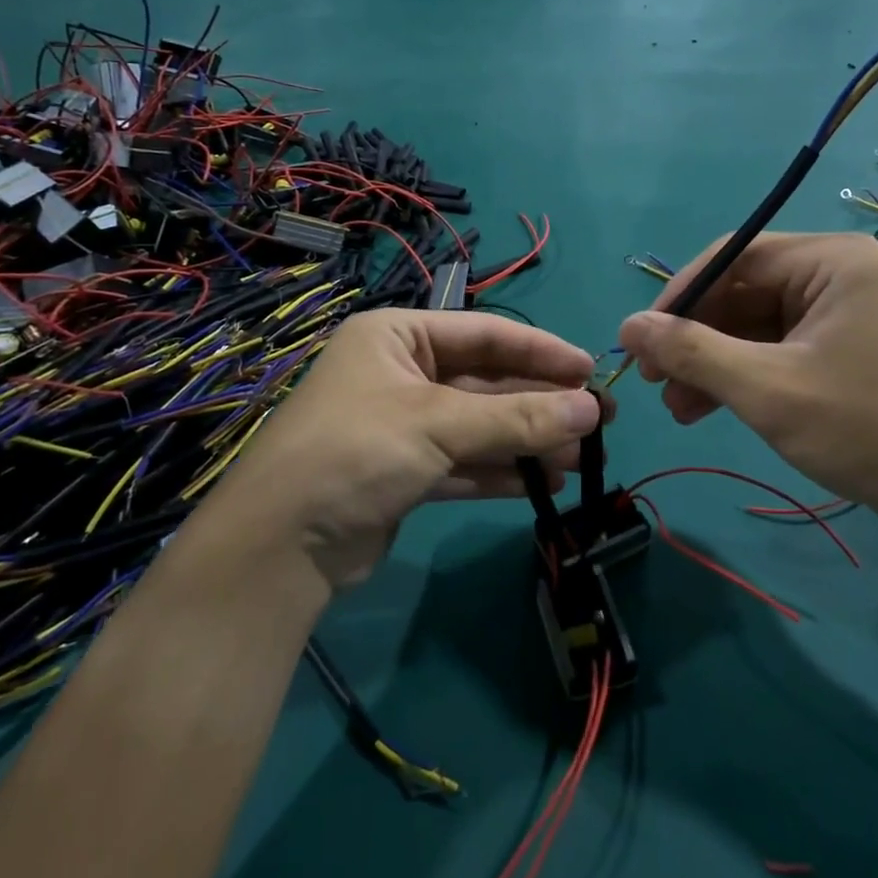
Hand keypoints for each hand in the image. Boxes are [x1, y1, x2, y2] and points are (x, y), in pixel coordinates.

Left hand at [210, 310, 601, 592]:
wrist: (279, 545)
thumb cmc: (358, 450)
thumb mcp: (440, 423)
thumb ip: (518, 416)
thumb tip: (593, 410)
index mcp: (398, 335)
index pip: (485, 333)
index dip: (542, 351)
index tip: (591, 371)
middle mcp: (400, 372)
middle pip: (485, 381)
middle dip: (539, 403)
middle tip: (598, 420)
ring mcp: (401, 424)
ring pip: (478, 425)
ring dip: (526, 440)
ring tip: (579, 458)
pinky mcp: (403, 471)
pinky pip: (463, 461)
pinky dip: (500, 470)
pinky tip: (542, 484)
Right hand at [618, 233, 877, 534]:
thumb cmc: (861, 428)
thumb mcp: (765, 388)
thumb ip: (692, 352)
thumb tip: (627, 327)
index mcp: (830, 260)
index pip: (733, 258)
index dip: (679, 295)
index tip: (640, 338)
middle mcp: (833, 272)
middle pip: (739, 291)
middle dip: (693, 338)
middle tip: (651, 377)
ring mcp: (835, 309)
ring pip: (749, 323)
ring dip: (708, 362)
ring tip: (673, 405)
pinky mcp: (833, 344)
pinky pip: (770, 346)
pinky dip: (736, 374)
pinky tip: (701, 407)